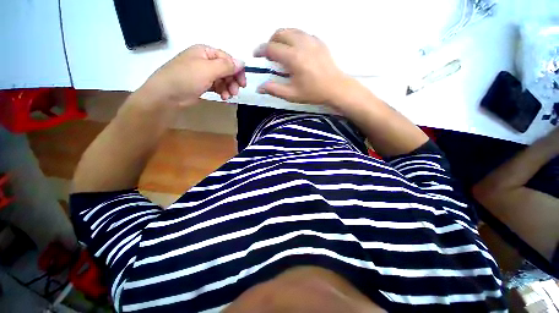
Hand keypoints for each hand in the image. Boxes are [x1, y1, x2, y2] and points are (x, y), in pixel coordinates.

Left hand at [139, 45, 245, 106]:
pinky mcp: (202, 85)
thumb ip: (226, 66)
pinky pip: (217, 86)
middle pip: (226, 70)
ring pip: (223, 79)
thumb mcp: (207, 70)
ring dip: (228, 88)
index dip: (237, 70)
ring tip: (228, 96)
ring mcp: (203, 74)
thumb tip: (242, 62)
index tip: (243, 83)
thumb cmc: (186, 78)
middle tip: (236, 92)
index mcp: (205, 52)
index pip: (227, 59)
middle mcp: (205, 61)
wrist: (166, 96)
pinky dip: (222, 92)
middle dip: (232, 81)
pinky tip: (223, 97)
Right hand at [254, 28, 351, 104]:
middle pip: (280, 33)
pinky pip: (302, 33)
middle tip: (269, 54)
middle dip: (271, 41)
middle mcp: (301, 44)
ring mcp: (311, 40)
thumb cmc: (313, 93)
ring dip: (282, 37)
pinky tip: (295, 49)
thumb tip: (259, 88)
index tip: (256, 55)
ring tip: (281, 50)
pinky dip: (294, 38)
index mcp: (294, 58)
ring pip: (291, 30)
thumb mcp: (292, 94)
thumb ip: (274, 90)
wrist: (336, 88)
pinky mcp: (319, 41)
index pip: (271, 48)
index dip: (261, 50)